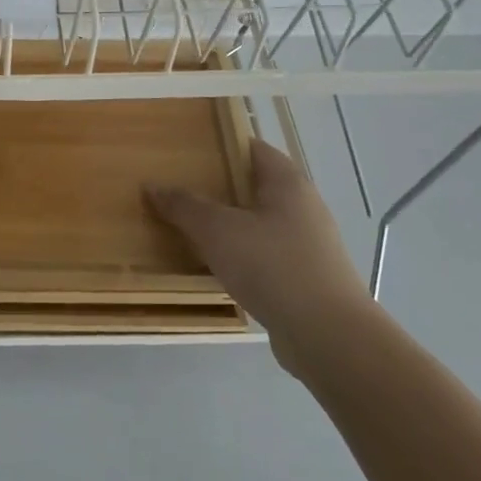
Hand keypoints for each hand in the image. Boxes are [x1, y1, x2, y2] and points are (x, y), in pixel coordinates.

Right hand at [147, 139, 373, 374]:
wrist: (327, 336)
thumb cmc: (272, 266)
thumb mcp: (217, 230)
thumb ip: (184, 205)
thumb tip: (153, 186)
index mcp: (287, 183)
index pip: (252, 148)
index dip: (220, 144)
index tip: (185, 150)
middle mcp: (302, 207)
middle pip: (253, 185)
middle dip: (216, 186)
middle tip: (177, 188)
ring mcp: (306, 244)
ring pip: (256, 222)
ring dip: (225, 223)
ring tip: (186, 226)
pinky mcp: (303, 276)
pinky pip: (262, 253)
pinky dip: (237, 253)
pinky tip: (212, 265)